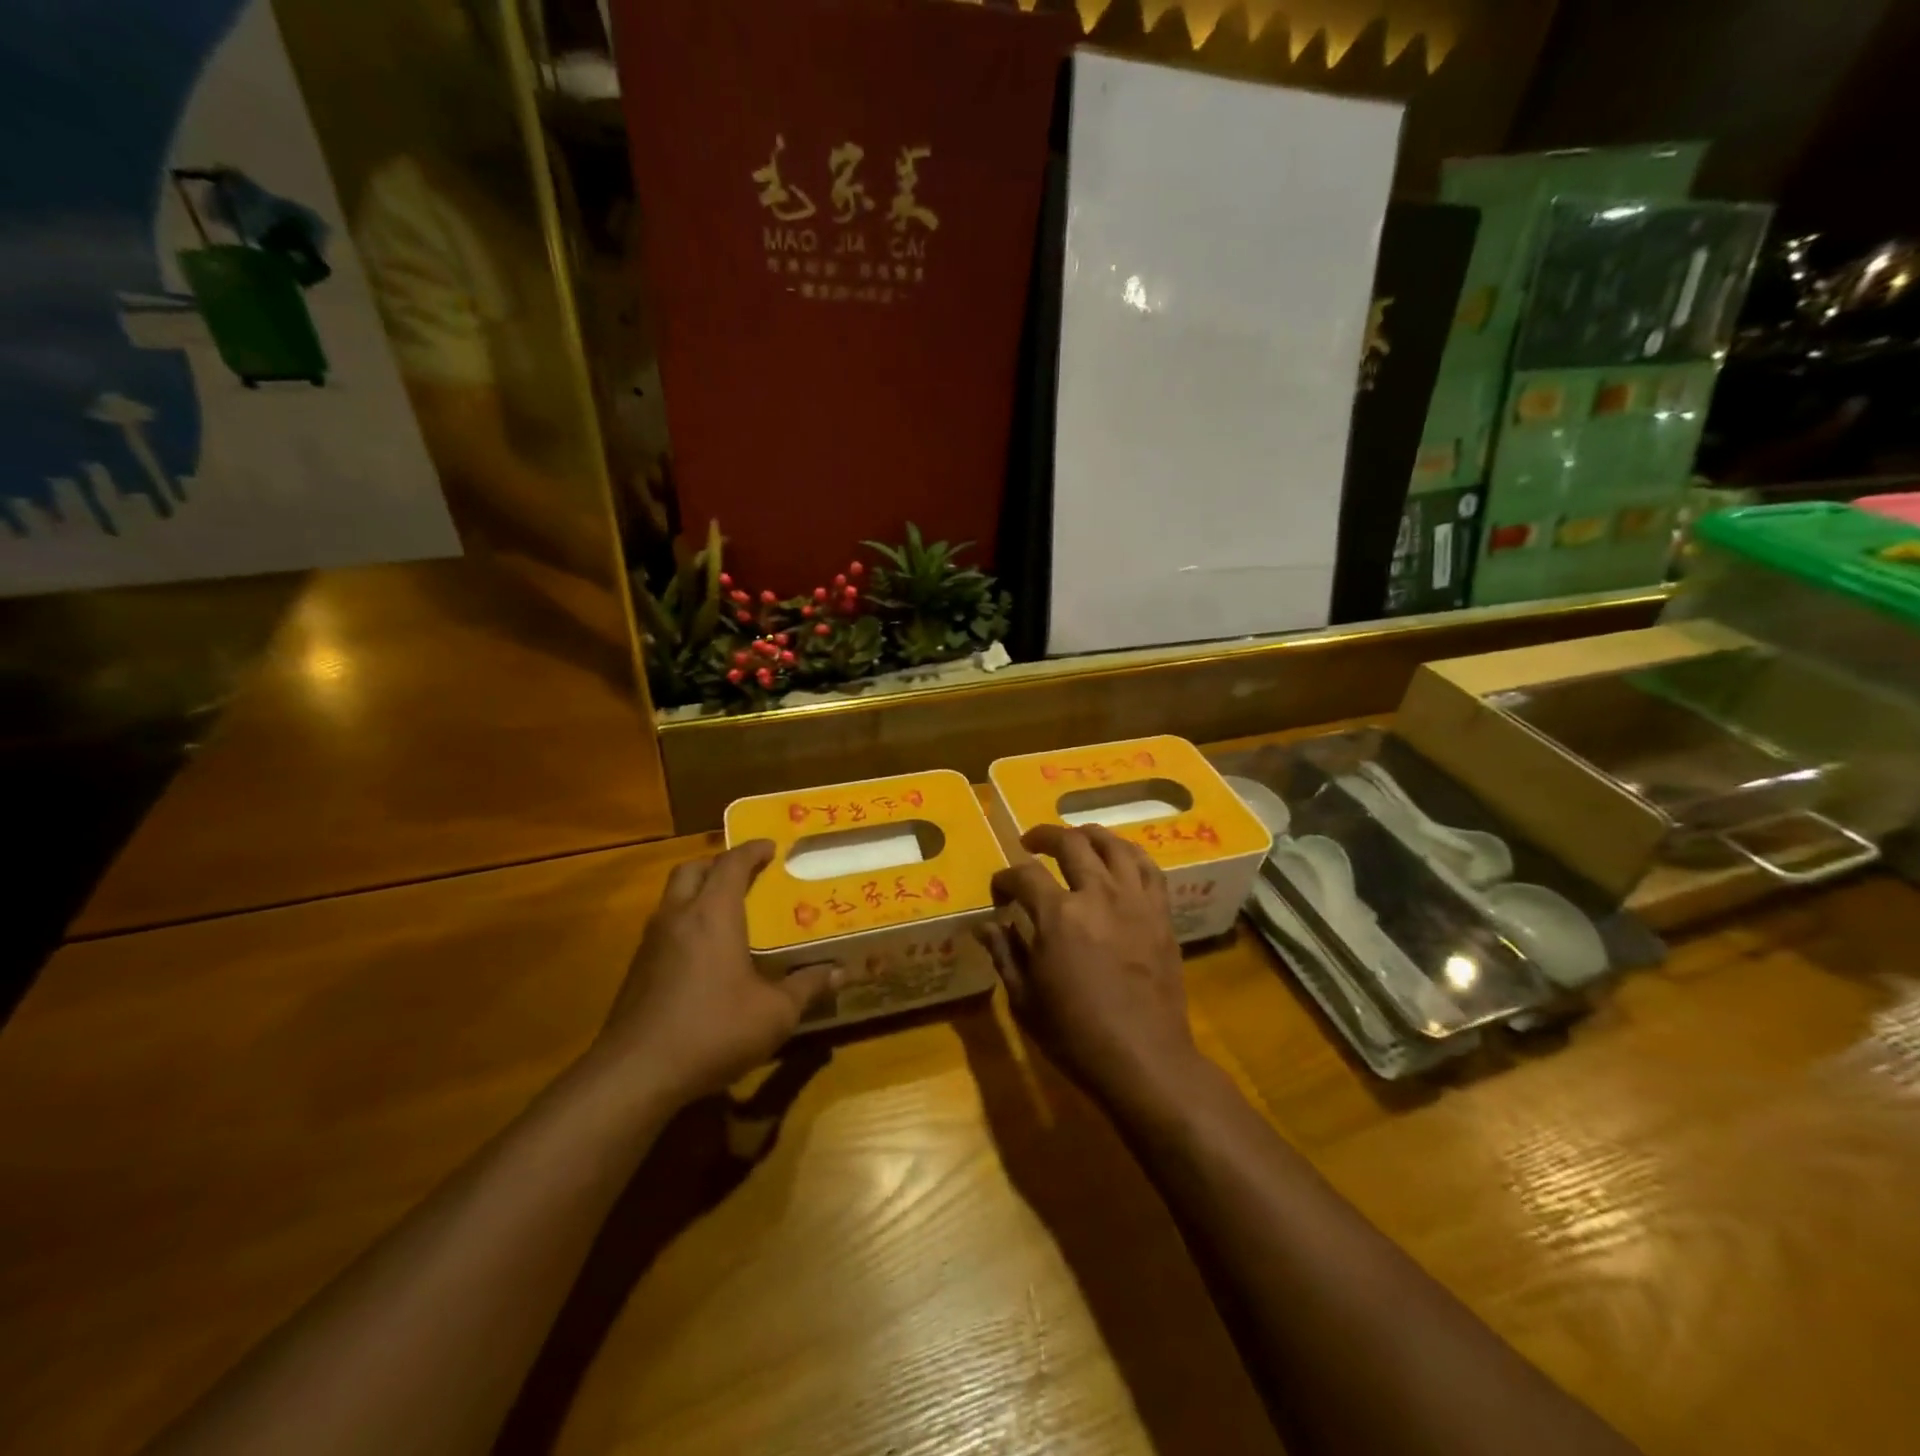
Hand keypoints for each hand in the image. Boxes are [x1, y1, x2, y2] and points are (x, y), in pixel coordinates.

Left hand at [594, 841, 838, 1102]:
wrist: (636, 1073)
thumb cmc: (714, 1030)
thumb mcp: (775, 1014)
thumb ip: (807, 987)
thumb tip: (838, 972)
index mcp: (713, 915)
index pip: (731, 864)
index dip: (751, 850)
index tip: (770, 846)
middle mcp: (678, 917)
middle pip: (692, 870)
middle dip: (718, 865)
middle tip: (744, 874)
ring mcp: (651, 943)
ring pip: (672, 898)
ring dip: (697, 892)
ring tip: (725, 911)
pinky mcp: (636, 970)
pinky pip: (663, 927)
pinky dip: (684, 923)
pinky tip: (702, 954)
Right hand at [977, 824, 1203, 1110]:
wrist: (1144, 1059)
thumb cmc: (1076, 1034)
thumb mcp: (1025, 998)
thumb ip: (1005, 953)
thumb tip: (984, 926)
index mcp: (1057, 915)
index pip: (1023, 875)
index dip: (1004, 878)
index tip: (998, 893)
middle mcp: (1097, 894)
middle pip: (1070, 844)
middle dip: (1043, 837)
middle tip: (1030, 844)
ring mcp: (1134, 900)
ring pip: (1113, 845)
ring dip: (1088, 835)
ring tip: (1076, 839)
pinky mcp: (1161, 913)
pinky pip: (1148, 867)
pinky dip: (1129, 854)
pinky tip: (1119, 859)